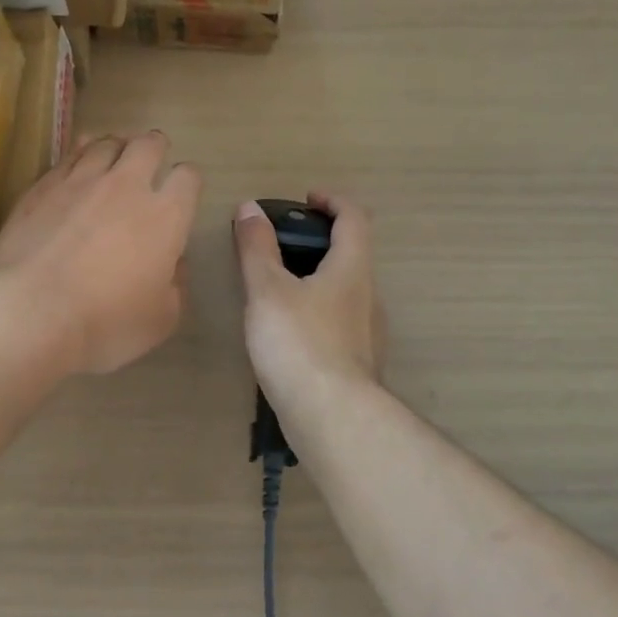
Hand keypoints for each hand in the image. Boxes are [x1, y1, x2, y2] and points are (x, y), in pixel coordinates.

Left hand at [0, 131, 201, 374]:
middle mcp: (127, 186)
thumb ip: (175, 287)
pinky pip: (68, 156)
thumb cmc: (105, 323)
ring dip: (116, 146)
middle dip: (155, 148)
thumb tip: (173, 265)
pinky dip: (79, 153)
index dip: (188, 182)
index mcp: (165, 216)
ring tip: (114, 156)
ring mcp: (80, 181)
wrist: (30, 312)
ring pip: (105, 143)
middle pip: (148, 145)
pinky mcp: (42, 186)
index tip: (182, 195)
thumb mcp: (160, 320)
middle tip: (151, 159)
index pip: (188, 178)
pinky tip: (77, 161)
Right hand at [234, 192, 384, 403]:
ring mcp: (367, 333)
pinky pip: (339, 323)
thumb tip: (250, 208)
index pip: (355, 218)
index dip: (333, 201)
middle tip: (281, 245)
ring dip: (318, 279)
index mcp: (351, 269)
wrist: (332, 416)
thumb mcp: (267, 290)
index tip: (306, 200)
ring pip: (345, 291)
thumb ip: (257, 249)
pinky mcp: (358, 363)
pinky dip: (318, 312)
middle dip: (319, 242)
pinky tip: (290, 332)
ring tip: (277, 290)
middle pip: (352, 254)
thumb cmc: (299, 343)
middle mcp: (367, 296)